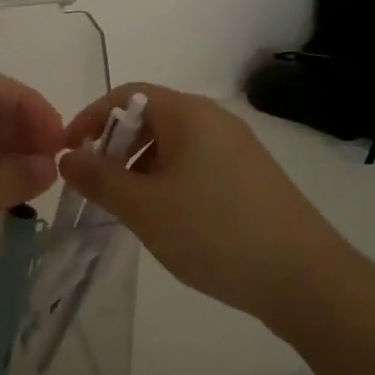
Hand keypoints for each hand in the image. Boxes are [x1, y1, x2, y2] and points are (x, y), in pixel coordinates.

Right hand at [57, 84, 334, 318]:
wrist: (307, 279)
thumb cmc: (214, 231)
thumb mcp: (144, 208)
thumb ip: (99, 179)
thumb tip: (68, 158)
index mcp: (188, 113)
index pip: (125, 95)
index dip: (89, 118)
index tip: (66, 152)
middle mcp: (214, 119)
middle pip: (150, 117)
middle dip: (115, 147)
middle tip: (97, 185)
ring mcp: (238, 148)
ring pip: (173, 145)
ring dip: (141, 168)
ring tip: (130, 209)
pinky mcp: (252, 176)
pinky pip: (197, 165)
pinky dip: (170, 181)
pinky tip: (169, 220)